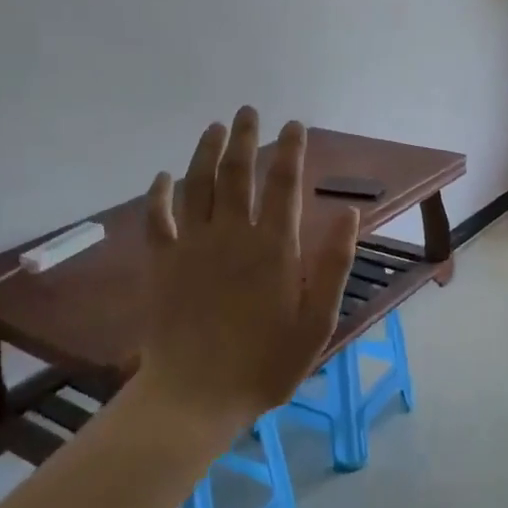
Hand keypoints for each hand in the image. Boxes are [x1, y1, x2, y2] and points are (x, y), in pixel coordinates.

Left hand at [134, 108, 359, 437]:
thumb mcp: (317, 322)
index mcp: (274, 247)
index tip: (293, 125)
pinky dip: (159, 194)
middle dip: (246, 138)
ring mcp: (192, 245)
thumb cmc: (266, 363)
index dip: (290, 150)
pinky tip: (163, 176)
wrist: (196, 395)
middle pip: (238, 173)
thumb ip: (333, 265)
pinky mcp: (162, 263)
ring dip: (207, 151)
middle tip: (249, 111)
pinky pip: (158, 218)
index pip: (284, 184)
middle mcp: (232, 234)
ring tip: (216, 127)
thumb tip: (350, 213)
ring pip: (198, 184)